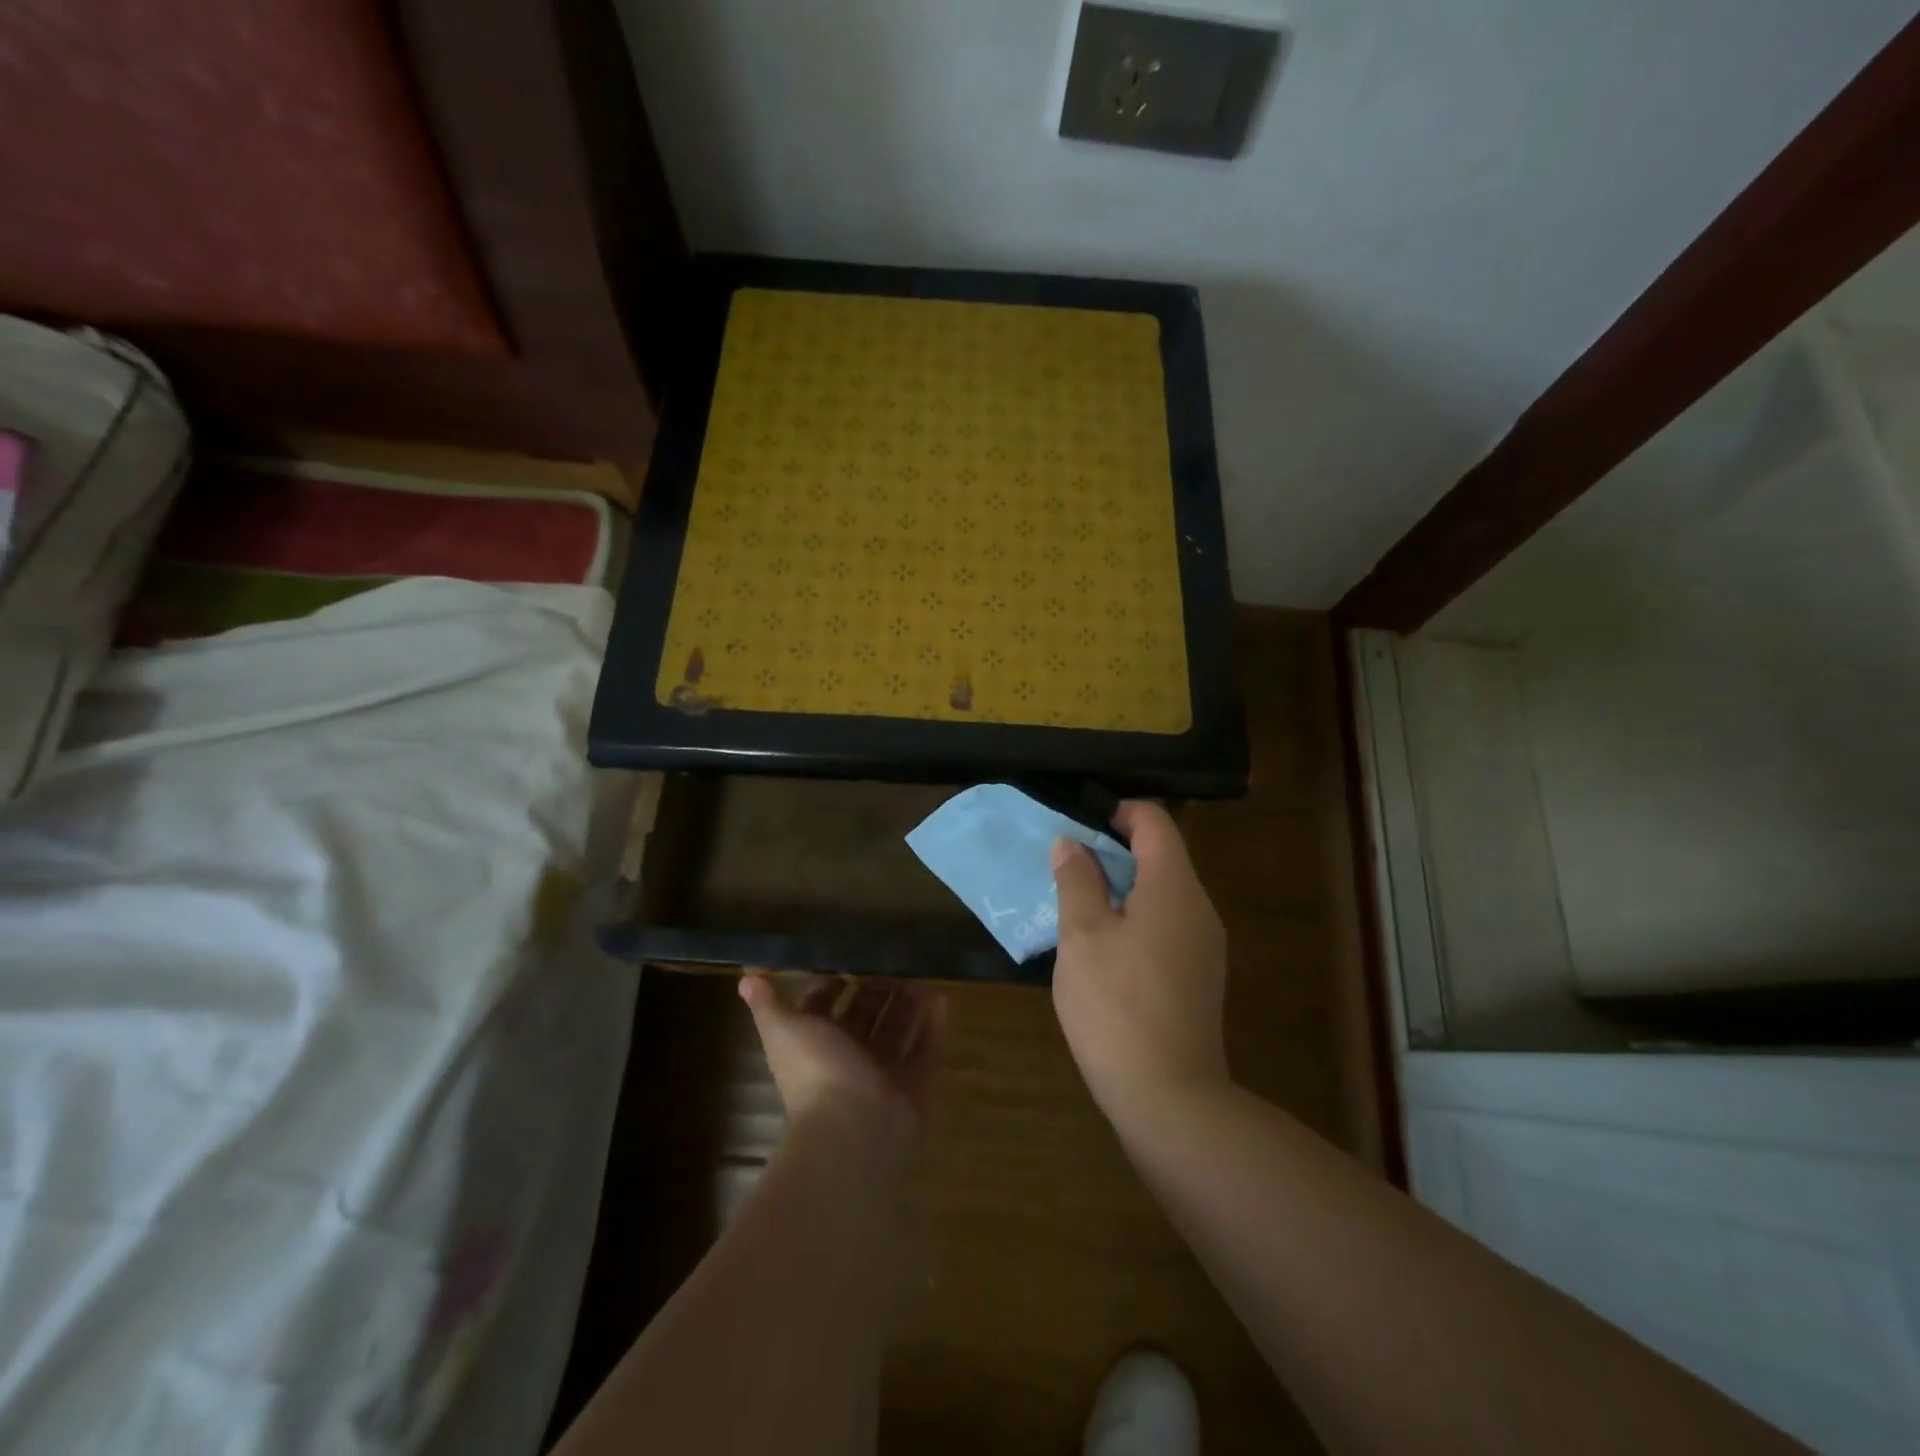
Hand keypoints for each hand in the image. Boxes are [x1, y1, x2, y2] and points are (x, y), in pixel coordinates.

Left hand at [739, 972, 946, 1152]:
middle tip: (895, 960)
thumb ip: (768, 1004)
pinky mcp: (916, 1087)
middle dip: (877, 990)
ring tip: (923, 973)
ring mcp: (884, 1076)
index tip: (850, 959)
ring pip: (897, 1032)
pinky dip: (935, 1026)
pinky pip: (928, 1050)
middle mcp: (849, 1061)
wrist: (853, 1128)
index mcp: (816, 1046)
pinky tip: (943, 997)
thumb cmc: (815, 1070)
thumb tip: (746, 978)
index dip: (832, 986)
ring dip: (908, 1004)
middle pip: (865, 1018)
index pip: (823, 1010)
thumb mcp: (783, 1030)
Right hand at [1050, 801, 1229, 1125]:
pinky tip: (1100, 947)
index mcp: (1174, 886)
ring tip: (1075, 905)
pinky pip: (1166, 925)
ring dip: (1120, 887)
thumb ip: (1077, 880)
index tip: (1077, 826)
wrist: (1169, 1097)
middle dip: (1112, 851)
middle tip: (1065, 866)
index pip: (1154, 821)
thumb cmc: (1116, 1005)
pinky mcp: (1199, 975)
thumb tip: (1072, 843)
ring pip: (1161, 893)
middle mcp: (1199, 907)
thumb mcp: (1082, 936)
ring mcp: (1204, 944)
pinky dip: (1134, 918)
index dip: (1116, 811)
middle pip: (1160, 855)